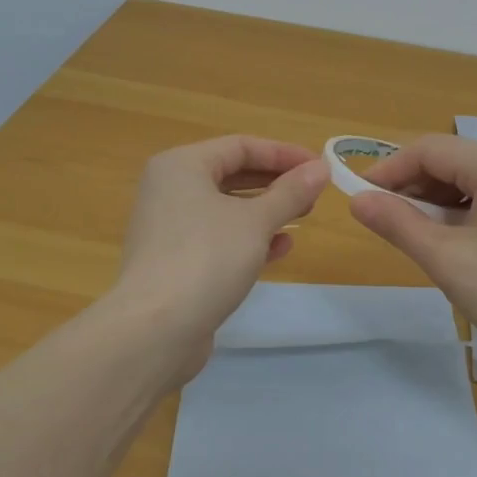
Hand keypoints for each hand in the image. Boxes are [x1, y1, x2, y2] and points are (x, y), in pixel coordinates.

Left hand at [115, 135, 328, 357]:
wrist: (155, 330)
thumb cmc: (206, 258)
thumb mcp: (256, 221)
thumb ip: (290, 192)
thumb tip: (320, 168)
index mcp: (181, 166)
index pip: (240, 146)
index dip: (283, 154)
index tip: (319, 167)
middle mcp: (169, 190)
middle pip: (231, 175)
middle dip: (276, 182)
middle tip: (314, 193)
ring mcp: (169, 228)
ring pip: (226, 209)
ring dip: (266, 211)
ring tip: (303, 217)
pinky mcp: (175, 262)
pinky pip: (218, 239)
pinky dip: (249, 239)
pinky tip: (280, 249)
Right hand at [349, 134, 476, 367]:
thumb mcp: (446, 259)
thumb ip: (398, 223)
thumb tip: (356, 200)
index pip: (429, 149)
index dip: (389, 170)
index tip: (359, 198)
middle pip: (451, 160)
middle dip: (411, 186)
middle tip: (383, 221)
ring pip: (470, 181)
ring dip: (435, 202)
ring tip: (413, 235)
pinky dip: (462, 213)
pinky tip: (451, 243)